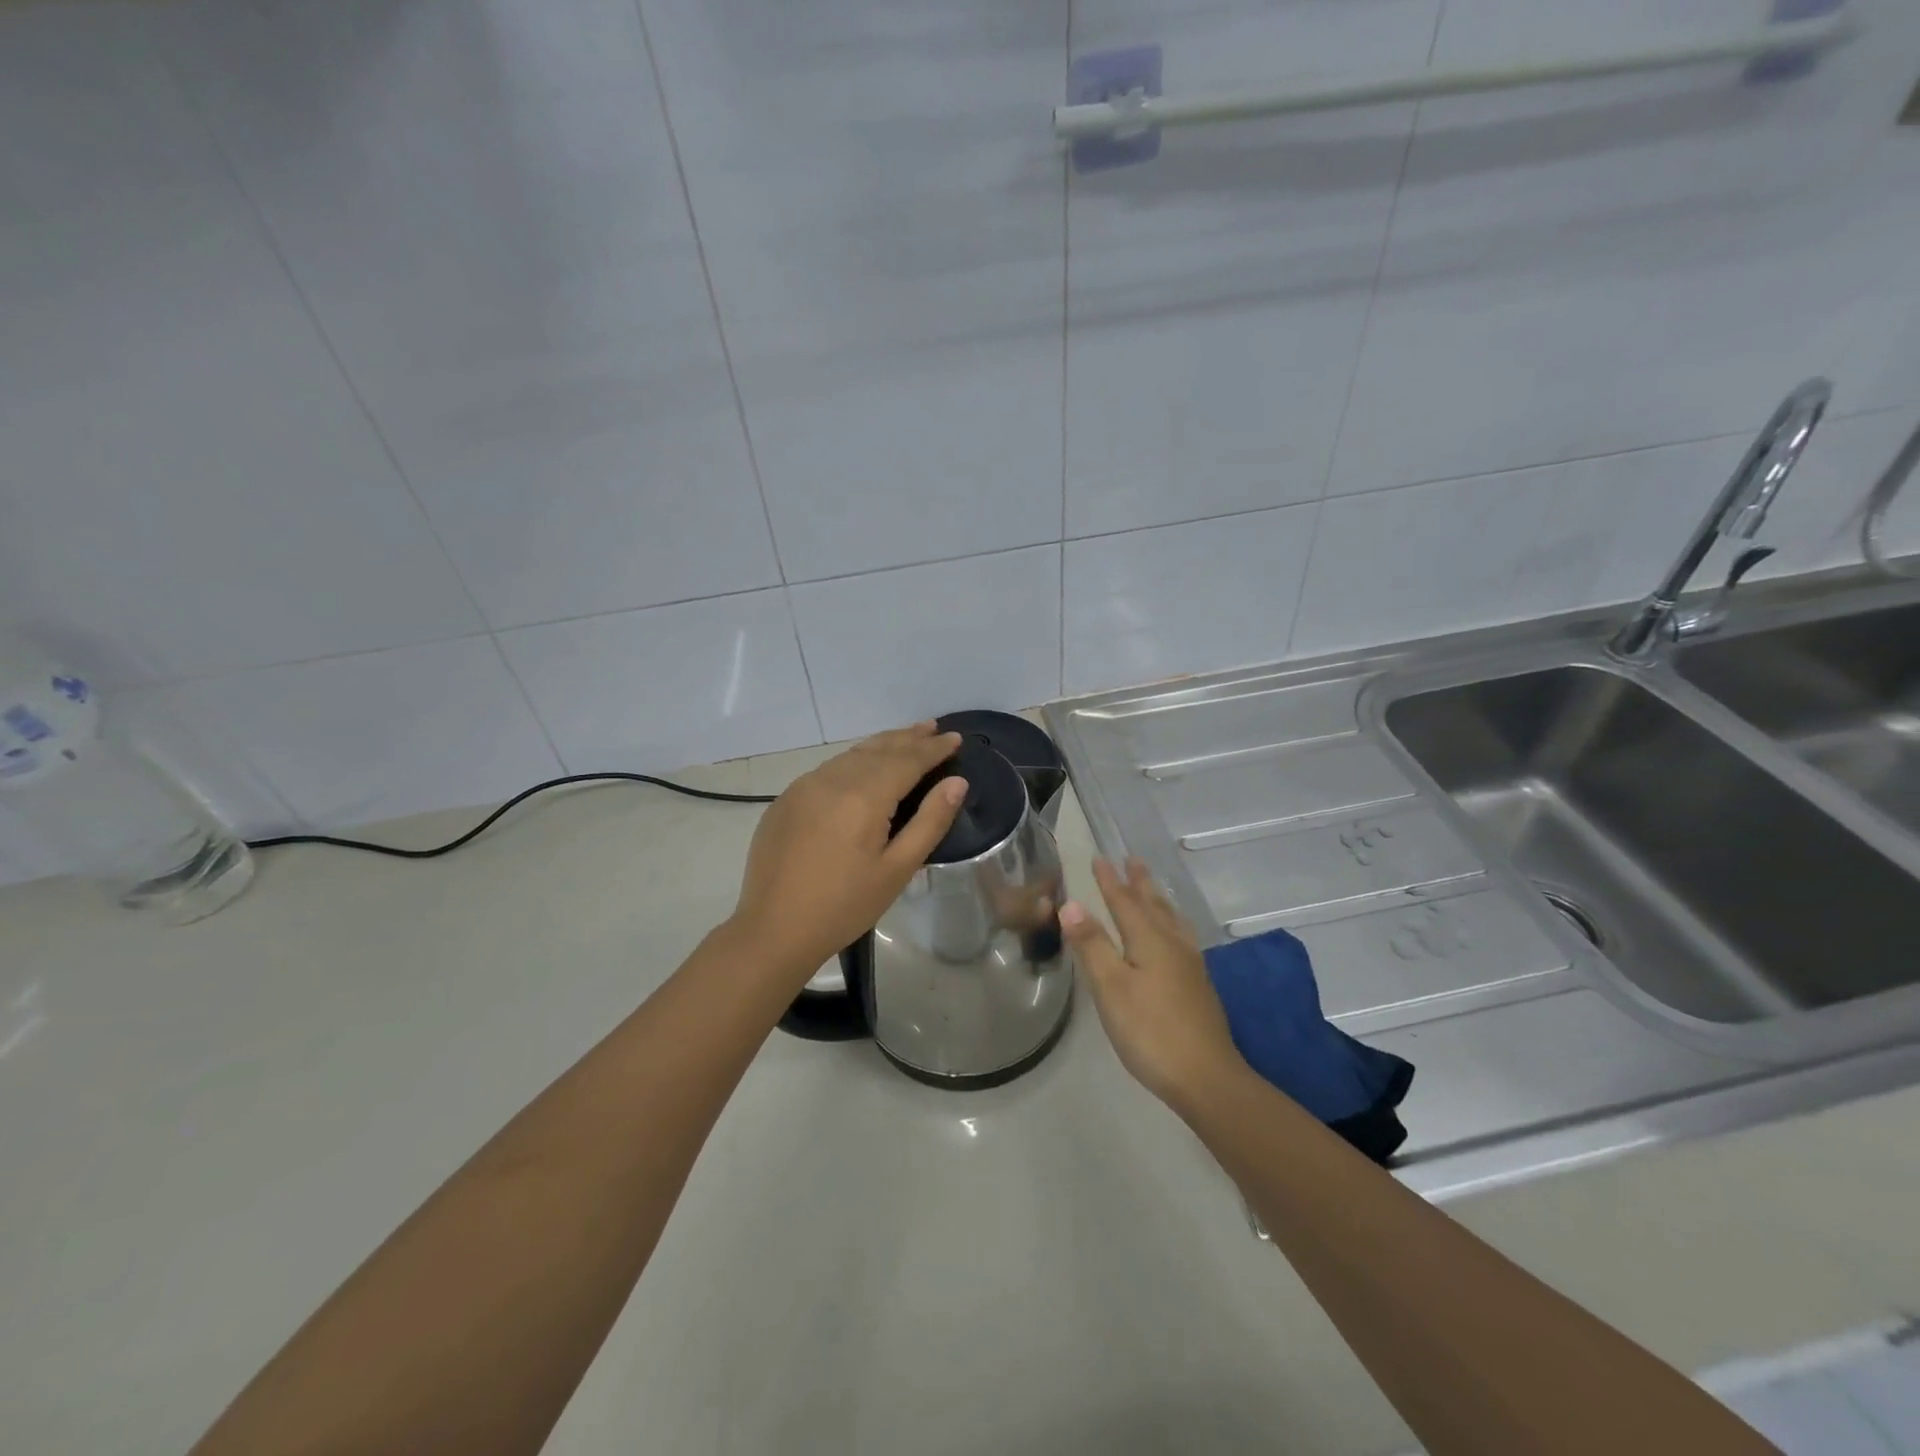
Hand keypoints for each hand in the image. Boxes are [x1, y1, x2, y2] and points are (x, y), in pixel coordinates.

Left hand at [731, 722, 965, 982]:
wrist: (774, 929)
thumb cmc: (844, 906)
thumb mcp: (897, 869)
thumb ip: (930, 822)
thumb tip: (957, 783)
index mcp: (863, 796)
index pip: (907, 760)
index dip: (933, 749)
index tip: (956, 739)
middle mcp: (832, 780)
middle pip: (878, 749)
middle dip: (908, 738)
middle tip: (933, 728)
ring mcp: (804, 786)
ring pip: (851, 755)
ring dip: (881, 745)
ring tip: (904, 739)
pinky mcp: (786, 800)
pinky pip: (828, 769)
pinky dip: (853, 761)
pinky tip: (862, 767)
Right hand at [1060, 857, 1245, 1111]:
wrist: (1207, 1078)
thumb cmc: (1150, 1031)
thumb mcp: (1111, 988)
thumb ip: (1092, 945)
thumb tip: (1071, 904)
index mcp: (1150, 940)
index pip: (1125, 902)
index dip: (1110, 881)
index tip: (1100, 857)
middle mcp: (1173, 945)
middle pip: (1153, 905)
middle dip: (1139, 882)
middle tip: (1132, 859)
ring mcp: (1190, 966)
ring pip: (1171, 920)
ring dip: (1158, 899)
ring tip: (1153, 889)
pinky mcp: (1198, 986)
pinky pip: (1181, 936)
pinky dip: (1171, 922)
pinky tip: (1174, 937)